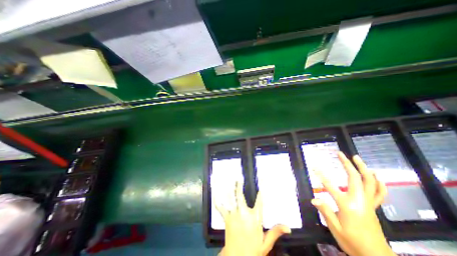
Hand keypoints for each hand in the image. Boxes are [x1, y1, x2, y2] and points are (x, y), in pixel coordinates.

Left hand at [215, 181, 288, 254]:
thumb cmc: (253, 250)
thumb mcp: (266, 243)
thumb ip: (275, 232)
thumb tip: (288, 227)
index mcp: (255, 219)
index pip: (259, 202)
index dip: (260, 194)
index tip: (261, 185)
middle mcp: (244, 214)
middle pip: (241, 197)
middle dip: (239, 187)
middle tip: (238, 179)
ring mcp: (234, 215)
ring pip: (232, 199)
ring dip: (230, 190)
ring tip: (229, 182)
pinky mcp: (227, 218)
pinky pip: (221, 208)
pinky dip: (218, 201)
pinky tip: (215, 195)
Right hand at [311, 152, 396, 255]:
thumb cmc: (352, 242)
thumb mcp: (335, 228)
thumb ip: (325, 211)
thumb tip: (313, 198)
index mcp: (347, 205)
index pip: (330, 186)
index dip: (321, 175)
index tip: (314, 166)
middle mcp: (359, 201)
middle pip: (355, 178)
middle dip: (347, 164)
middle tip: (340, 154)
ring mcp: (368, 203)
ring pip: (369, 182)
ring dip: (363, 168)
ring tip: (357, 158)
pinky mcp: (373, 207)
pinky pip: (379, 193)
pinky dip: (378, 182)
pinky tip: (375, 175)